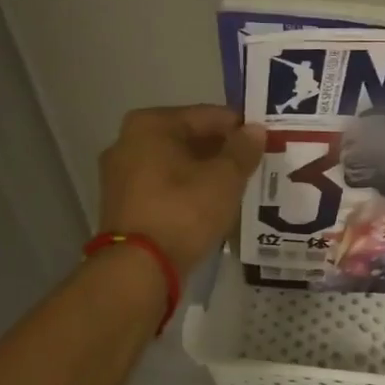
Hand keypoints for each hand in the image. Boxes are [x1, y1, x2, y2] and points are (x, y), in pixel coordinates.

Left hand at [97, 106, 264, 275]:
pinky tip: (211, 204)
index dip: (239, 127)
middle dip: (220, 151)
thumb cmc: (183, 211)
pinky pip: (164, 187)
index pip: (207, 115)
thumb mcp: (224, 179)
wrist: (138, 268)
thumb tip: (255, 130)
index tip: (264, 141)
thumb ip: (242, 150)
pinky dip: (187, 191)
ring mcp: (120, 175)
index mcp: (150, 125)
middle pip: (188, 138)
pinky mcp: (123, 204)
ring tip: (237, 186)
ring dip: (205, 172)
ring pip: (176, 164)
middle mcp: (128, 142)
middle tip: (254, 164)